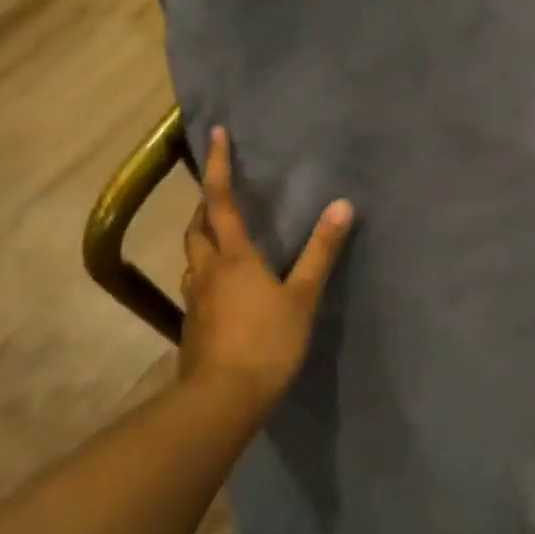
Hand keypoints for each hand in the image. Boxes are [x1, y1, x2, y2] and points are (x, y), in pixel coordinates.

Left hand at [180, 126, 353, 410]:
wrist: (223, 399)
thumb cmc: (267, 342)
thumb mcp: (302, 296)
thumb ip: (321, 252)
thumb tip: (342, 205)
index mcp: (233, 256)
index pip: (221, 200)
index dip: (218, 166)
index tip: (214, 135)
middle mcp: (206, 270)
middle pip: (197, 228)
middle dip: (205, 206)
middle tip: (220, 195)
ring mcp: (194, 299)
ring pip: (192, 258)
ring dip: (203, 240)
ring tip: (222, 239)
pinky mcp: (192, 326)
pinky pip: (196, 287)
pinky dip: (206, 274)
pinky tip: (222, 290)